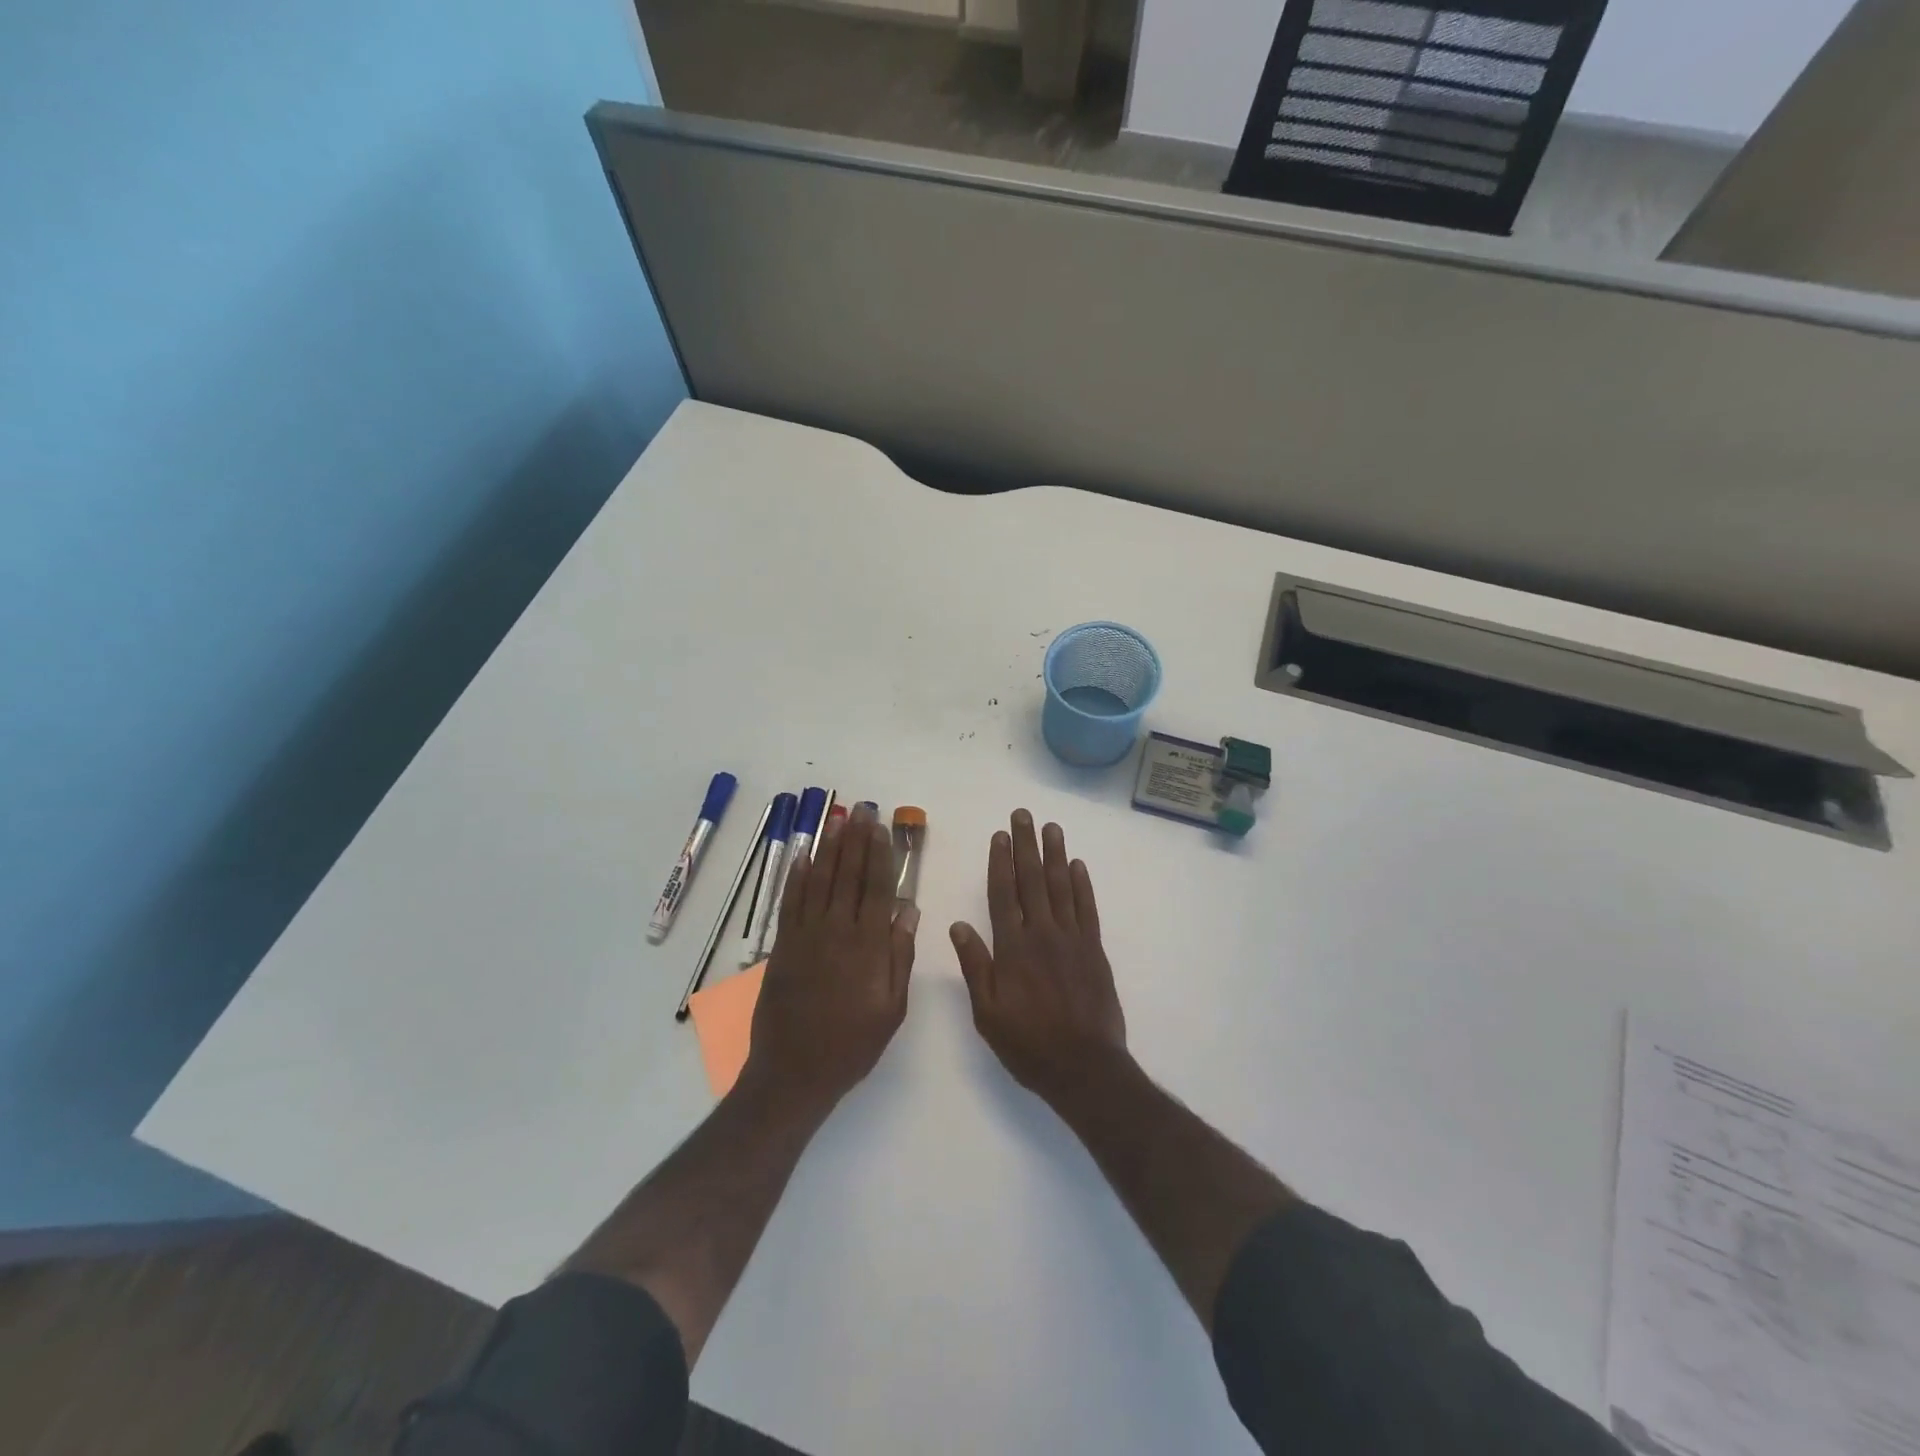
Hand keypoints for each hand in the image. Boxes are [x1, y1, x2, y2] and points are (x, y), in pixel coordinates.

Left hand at [745, 806, 917, 1109]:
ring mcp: (806, 936)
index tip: (881, 828)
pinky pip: (790, 903)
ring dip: (828, 849)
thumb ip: (900, 956)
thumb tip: (909, 909)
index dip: (880, 854)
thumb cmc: (852, 1044)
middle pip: (848, 876)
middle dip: (856, 840)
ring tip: (836, 820)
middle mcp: (837, 931)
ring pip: (820, 882)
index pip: (877, 888)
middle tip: (861, 810)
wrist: (794, 1072)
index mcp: (869, 946)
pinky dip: (796, 877)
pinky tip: (803, 856)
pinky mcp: (782, 946)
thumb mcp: (891, 1008)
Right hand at [950, 810, 1127, 1105]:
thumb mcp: (987, 1013)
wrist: (1085, 1067)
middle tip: (1023, 815)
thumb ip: (975, 966)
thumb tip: (958, 924)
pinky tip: (1078, 865)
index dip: (1000, 863)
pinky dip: (1083, 885)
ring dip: (1055, 855)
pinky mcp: (1095, 950)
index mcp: (1012, 948)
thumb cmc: (1028, 1044)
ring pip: (1061, 887)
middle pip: (1032, 880)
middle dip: (1026, 845)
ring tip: (1050, 828)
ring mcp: (1072, 939)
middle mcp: (1041, 934)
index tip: (999, 835)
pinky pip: (1088, 909)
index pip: (1003, 894)